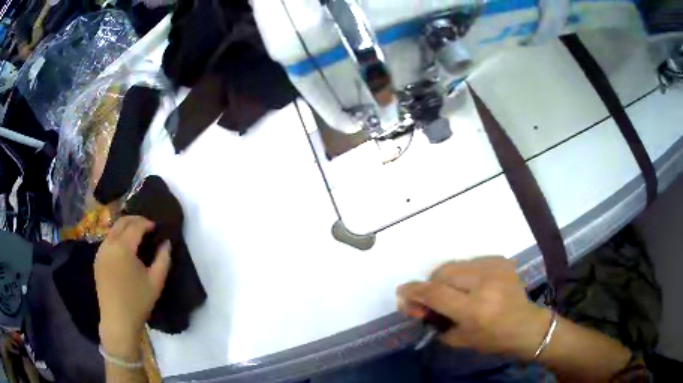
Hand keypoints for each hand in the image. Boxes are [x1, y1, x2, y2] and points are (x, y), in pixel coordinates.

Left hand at [94, 216, 170, 359]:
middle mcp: (109, 244)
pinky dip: (117, 238)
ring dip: (124, 228)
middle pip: (121, 222)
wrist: (118, 320)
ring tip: (136, 236)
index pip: (135, 226)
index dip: (147, 223)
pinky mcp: (97, 260)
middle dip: (135, 220)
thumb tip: (166, 242)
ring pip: (112, 231)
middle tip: (147, 226)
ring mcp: (100, 252)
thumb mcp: (156, 282)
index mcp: (123, 247)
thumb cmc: (138, 302)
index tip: (156, 227)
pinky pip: (107, 241)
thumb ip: (163, 259)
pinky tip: (124, 250)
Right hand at [397, 256, 549, 360]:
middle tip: (431, 297)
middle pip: (443, 272)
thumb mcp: (459, 339)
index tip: (402, 291)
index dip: (414, 291)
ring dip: (447, 277)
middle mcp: (484, 284)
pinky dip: (464, 272)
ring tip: (453, 291)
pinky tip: (471, 284)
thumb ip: (434, 321)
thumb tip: (415, 305)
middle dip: (431, 284)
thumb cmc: (492, 339)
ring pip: (456, 263)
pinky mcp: (501, 260)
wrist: (525, 325)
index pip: (436, 293)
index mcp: (474, 309)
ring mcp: (495, 268)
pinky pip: (471, 261)